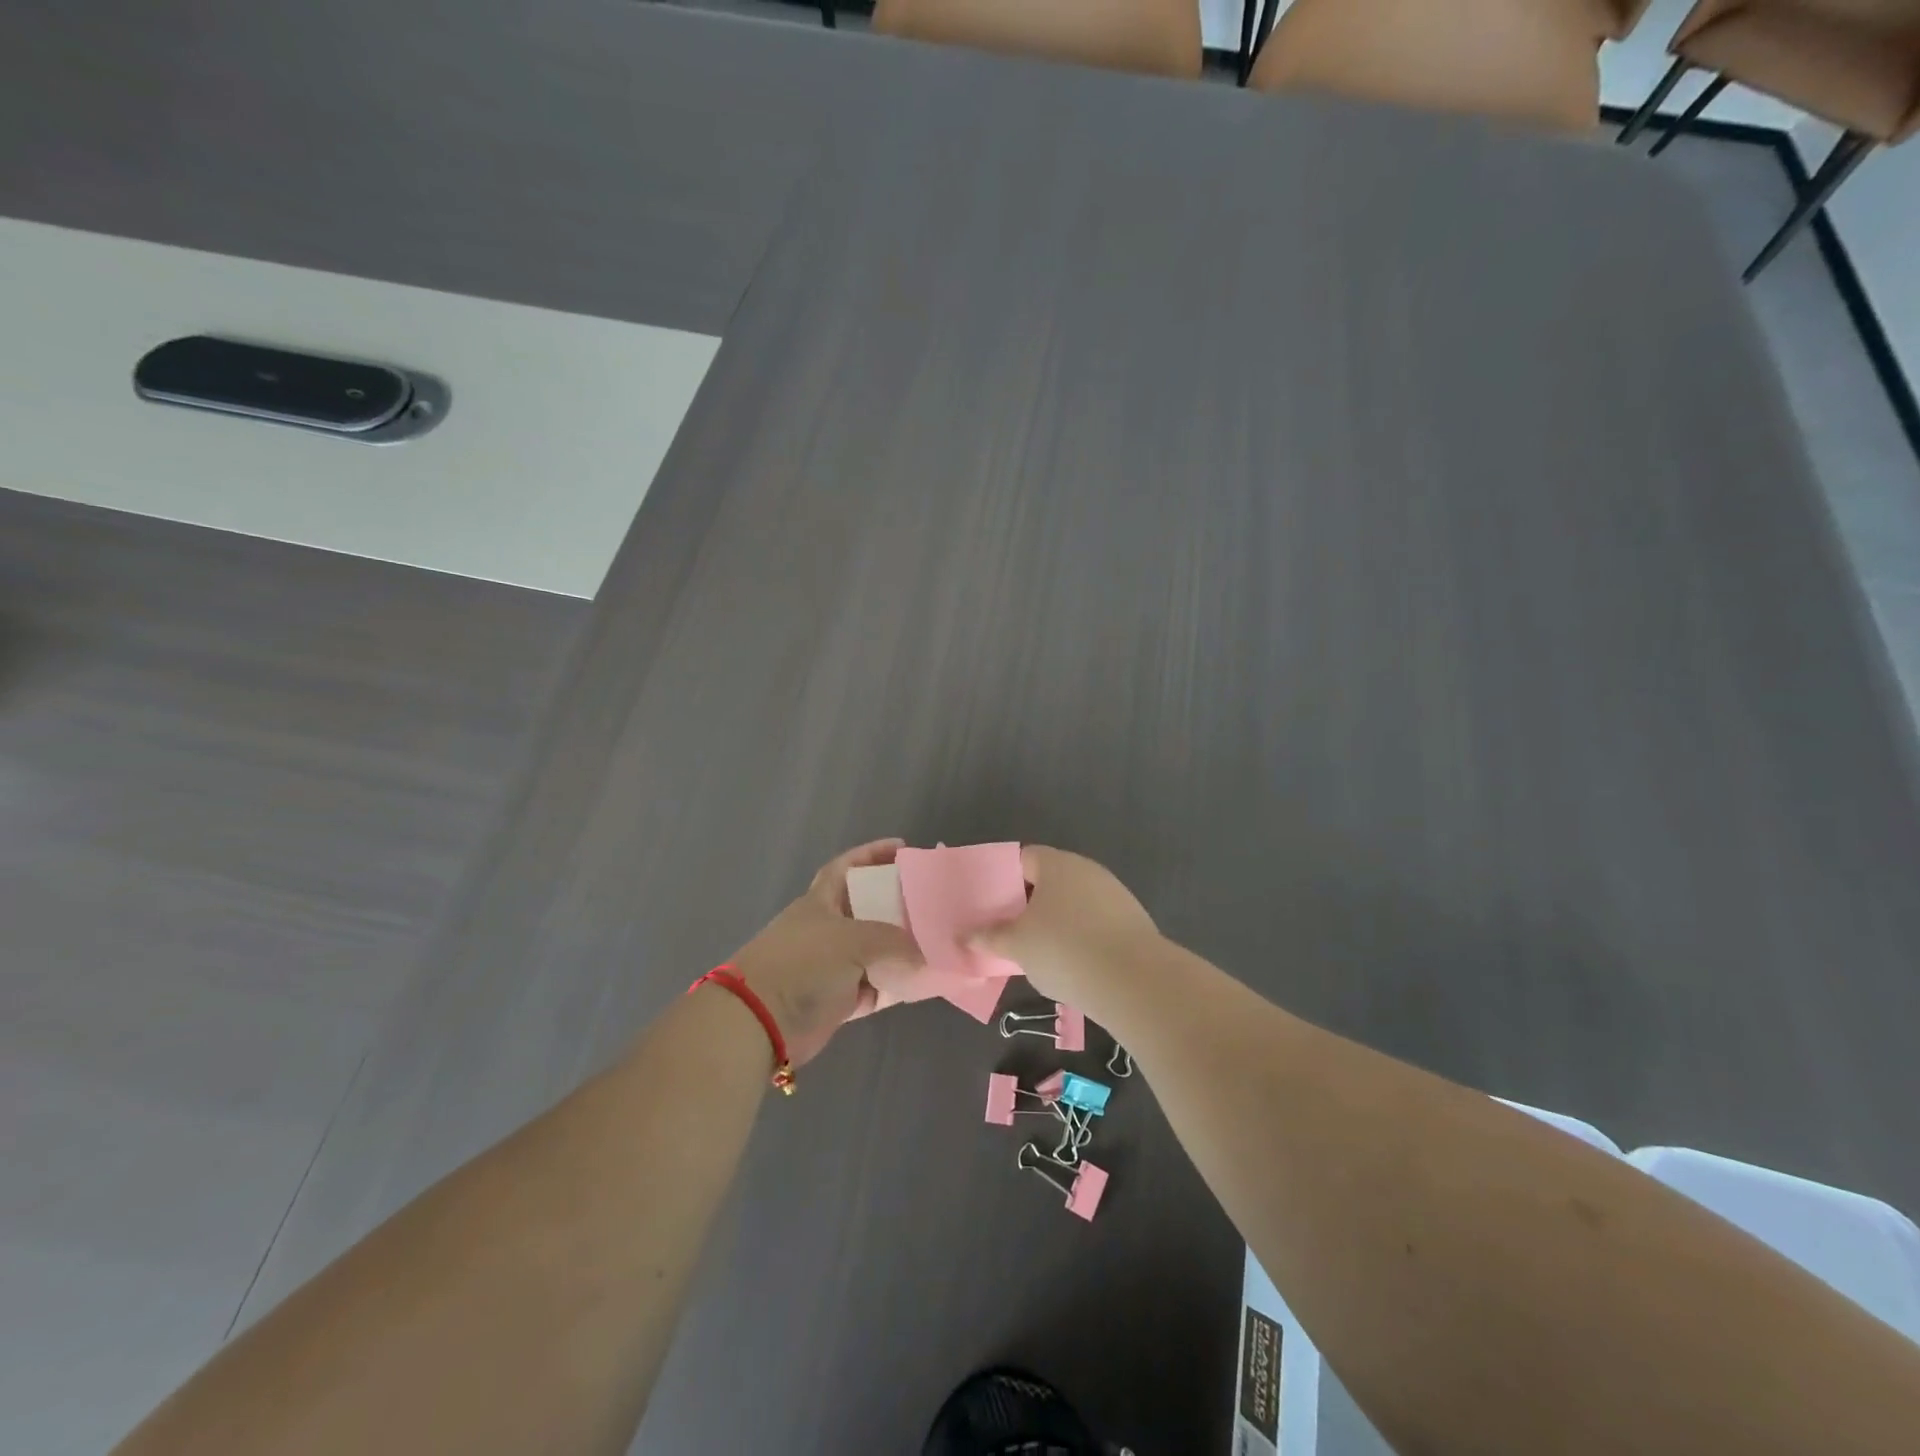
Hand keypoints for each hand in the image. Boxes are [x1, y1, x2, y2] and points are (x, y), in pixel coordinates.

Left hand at [729, 838, 923, 1066]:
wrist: (761, 1022)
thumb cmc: (803, 963)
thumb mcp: (852, 940)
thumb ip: (895, 941)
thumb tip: (929, 951)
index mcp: (821, 901)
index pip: (847, 866)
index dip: (872, 853)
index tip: (903, 847)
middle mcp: (828, 929)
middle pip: (869, 909)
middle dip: (898, 903)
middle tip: (933, 900)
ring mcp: (833, 965)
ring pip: (877, 950)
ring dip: (903, 948)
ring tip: (940, 939)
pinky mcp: (840, 999)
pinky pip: (878, 986)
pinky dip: (898, 984)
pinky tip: (926, 980)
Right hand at [968, 845, 1160, 1002]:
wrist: (1134, 981)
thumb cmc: (1064, 950)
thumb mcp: (1017, 945)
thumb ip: (988, 936)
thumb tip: (964, 935)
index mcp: (1056, 864)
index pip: (1022, 858)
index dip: (1001, 878)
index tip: (987, 903)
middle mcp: (1086, 870)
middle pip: (1048, 880)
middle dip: (1026, 903)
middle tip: (1005, 928)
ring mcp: (1113, 894)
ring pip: (1072, 902)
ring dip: (1053, 921)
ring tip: (1034, 950)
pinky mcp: (1130, 921)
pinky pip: (1093, 922)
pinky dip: (1078, 936)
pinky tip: (1069, 962)